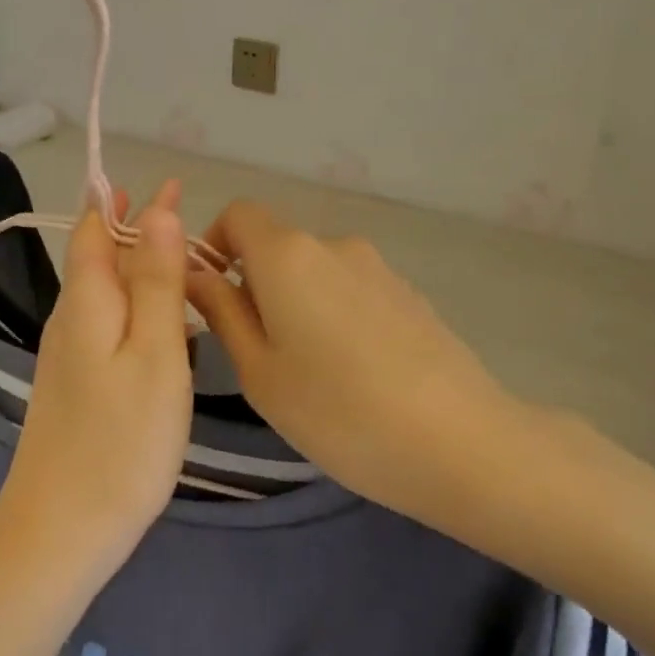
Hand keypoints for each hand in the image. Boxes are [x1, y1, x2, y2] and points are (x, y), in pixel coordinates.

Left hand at [0, 184, 194, 560]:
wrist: (62, 531)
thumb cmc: (121, 441)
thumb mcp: (154, 354)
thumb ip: (156, 282)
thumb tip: (157, 212)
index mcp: (87, 301)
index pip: (99, 229)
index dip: (128, 202)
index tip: (170, 185)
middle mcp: (70, 319)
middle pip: (101, 258)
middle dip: (137, 229)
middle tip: (184, 213)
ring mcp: (68, 356)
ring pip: (105, 293)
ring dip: (139, 268)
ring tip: (184, 261)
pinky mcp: (75, 386)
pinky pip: (107, 325)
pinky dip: (136, 307)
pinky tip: (163, 324)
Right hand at [185, 201, 533, 529]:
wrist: (458, 442)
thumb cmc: (337, 411)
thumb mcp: (259, 370)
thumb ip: (221, 312)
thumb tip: (195, 274)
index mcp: (287, 255)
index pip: (237, 214)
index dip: (215, 245)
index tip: (213, 297)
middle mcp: (333, 245)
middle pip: (277, 245)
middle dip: (255, 285)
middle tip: (260, 354)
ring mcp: (378, 268)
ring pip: (315, 272)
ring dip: (297, 303)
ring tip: (312, 373)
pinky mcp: (410, 294)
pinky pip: (353, 290)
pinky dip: (336, 315)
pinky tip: (357, 373)